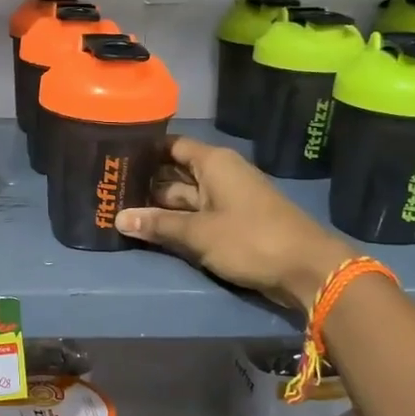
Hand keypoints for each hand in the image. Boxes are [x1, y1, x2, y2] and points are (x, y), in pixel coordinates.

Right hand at [115, 135, 353, 308]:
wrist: (307, 269)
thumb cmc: (251, 239)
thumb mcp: (198, 233)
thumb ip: (158, 225)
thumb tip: (118, 219)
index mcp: (214, 163)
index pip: (171, 146)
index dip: (143, 150)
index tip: (112, 157)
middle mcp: (219, 174)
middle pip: (174, 172)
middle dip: (144, 182)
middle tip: (107, 189)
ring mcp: (226, 199)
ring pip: (183, 197)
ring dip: (157, 206)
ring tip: (118, 209)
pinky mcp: (231, 223)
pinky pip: (196, 216)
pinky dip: (175, 221)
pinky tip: (149, 228)